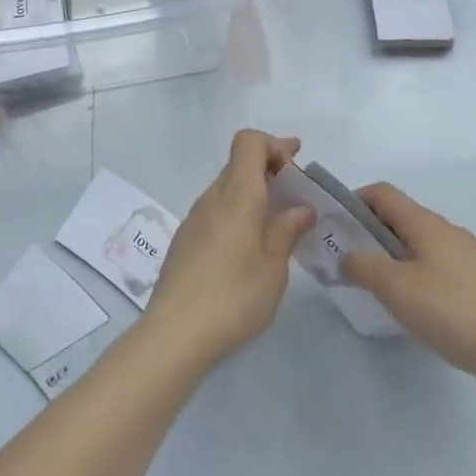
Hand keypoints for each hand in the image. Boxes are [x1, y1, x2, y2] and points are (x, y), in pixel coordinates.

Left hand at [145, 130, 315, 367]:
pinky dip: (237, 213)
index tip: (296, 166)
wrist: (174, 334)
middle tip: (296, 194)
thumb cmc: (234, 297)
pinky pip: (216, 210)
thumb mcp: (274, 268)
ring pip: (227, 188)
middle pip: (239, 163)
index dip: (274, 144)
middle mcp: (213, 197)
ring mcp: (194, 218)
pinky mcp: (185, 240)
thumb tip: (301, 208)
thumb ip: (286, 231)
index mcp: (237, 195)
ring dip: (253, 193)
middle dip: (269, 169)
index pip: (249, 141)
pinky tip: (248, 247)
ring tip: (277, 223)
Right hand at [342, 184, 475, 399]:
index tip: (334, 226)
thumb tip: (346, 256)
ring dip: (390, 254)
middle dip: (368, 231)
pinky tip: (413, 303)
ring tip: (376, 285)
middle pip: (399, 216)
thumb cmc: (452, 310)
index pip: (382, 193)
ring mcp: (465, 254)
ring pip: (417, 242)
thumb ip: (363, 266)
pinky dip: (413, 271)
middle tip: (348, 260)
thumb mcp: (397, 288)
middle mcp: (446, 229)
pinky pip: (434, 262)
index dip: (353, 201)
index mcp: (425, 223)